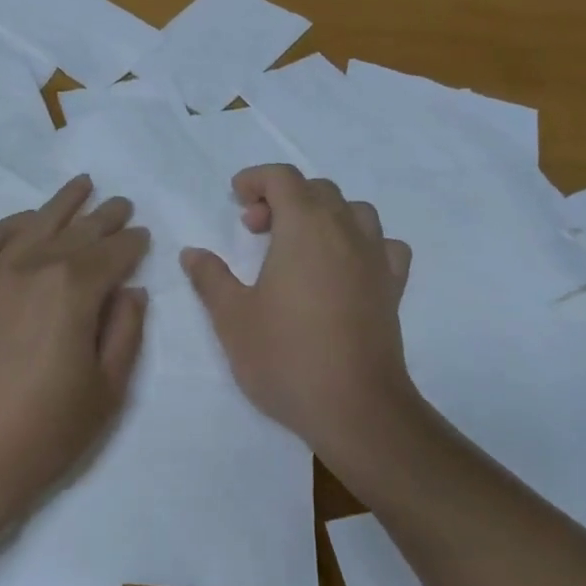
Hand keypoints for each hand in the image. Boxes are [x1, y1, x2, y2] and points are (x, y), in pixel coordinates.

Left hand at [0, 176, 148, 531]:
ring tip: (83, 185)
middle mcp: (33, 268)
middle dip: (105, 217)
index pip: (114, 253)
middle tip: (123, 204)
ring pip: (35, 224)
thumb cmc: (43, 433)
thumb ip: (126, 332)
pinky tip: (27, 220)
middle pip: (77, 232)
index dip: (133, 243)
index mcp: (74, 290)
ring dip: (62, 204)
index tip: (144, 236)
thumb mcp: (107, 391)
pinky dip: (12, 223)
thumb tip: (131, 290)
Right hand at [181, 165, 413, 470]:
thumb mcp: (232, 317)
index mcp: (305, 228)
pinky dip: (361, 242)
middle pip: (317, 190)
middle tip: (255, 230)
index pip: (283, 177)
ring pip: (354, 211)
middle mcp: (345, 231)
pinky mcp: (392, 288)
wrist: (355, 408)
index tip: (235, 200)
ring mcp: (375, 258)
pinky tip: (345, 267)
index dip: (256, 179)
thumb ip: (210, 278)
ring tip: (299, 244)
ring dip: (323, 214)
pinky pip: (383, 245)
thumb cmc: (286, 356)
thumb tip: (192, 253)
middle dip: (282, 198)